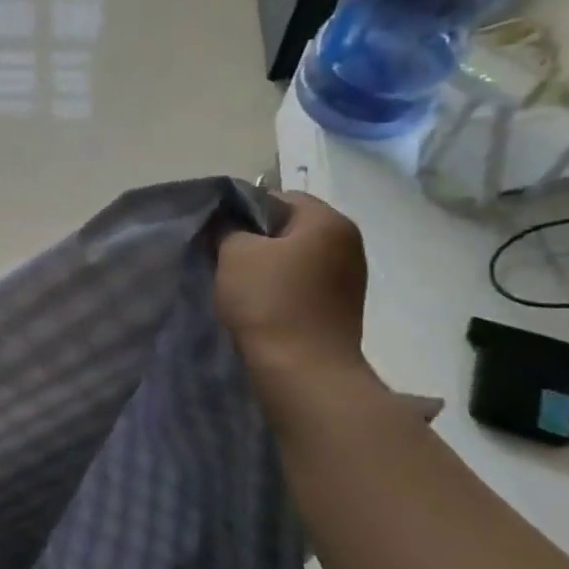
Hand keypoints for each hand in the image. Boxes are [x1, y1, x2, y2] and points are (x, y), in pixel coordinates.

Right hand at [214, 192, 370, 379]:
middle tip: (223, 258)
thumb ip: (228, 228)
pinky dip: (283, 289)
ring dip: (268, 267)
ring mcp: (350, 278)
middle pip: (290, 228)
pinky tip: (261, 307)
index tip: (218, 233)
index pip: (279, 197)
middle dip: (256, 240)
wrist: (303, 371)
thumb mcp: (234, 254)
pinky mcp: (342, 308)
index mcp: (328, 221)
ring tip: (240, 286)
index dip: (243, 210)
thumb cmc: (269, 302)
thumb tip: (228, 223)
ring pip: (297, 258)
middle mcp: (348, 243)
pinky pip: (305, 285)